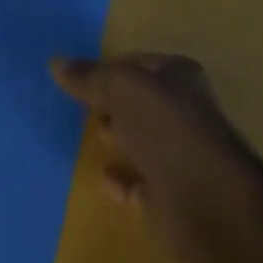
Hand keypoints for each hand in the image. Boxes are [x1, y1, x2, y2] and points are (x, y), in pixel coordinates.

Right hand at [50, 53, 262, 262]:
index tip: (81, 76)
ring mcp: (176, 156)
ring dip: (119, 138)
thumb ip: (91, 78)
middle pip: (140, 102)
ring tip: (91, 134)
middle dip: (114, 103)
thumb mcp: (124, 90)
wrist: (206, 201)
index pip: (139, 64)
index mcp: (178, 76)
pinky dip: (121, 181)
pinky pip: (138, 184)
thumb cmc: (167, 128)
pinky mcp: (168, 198)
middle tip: (83, 105)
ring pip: (140, 141)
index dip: (112, 68)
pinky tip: (102, 178)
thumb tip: (56, 61)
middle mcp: (180, 112)